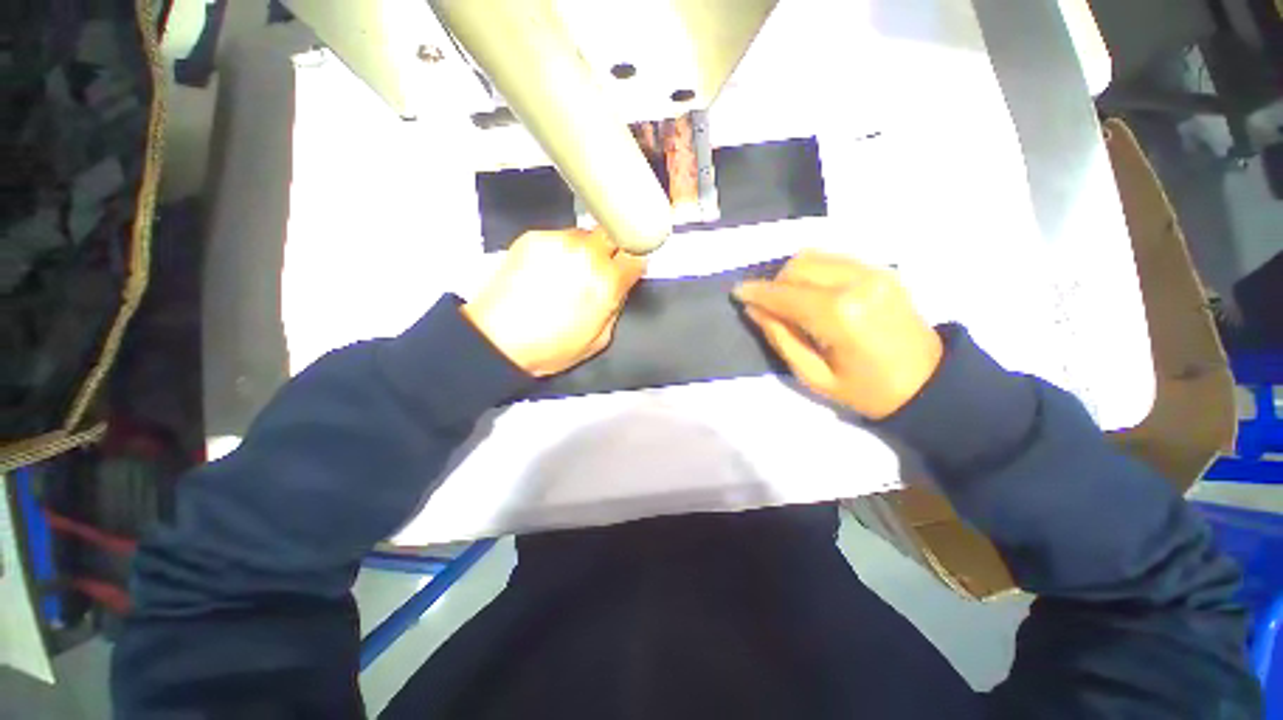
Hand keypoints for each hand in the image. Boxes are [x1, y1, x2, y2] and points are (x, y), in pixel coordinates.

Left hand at [463, 228, 646, 375]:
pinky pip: (558, 236)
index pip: (636, 254)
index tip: (629, 266)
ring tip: (569, 274)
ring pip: (586, 234)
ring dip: (585, 250)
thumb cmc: (546, 346)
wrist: (498, 340)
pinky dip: (559, 250)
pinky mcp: (534, 238)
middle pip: (614, 233)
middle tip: (602, 267)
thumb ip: (616, 307)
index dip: (635, 260)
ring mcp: (558, 243)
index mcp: (606, 283)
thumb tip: (620, 288)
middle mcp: (585, 256)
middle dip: (613, 248)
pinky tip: (548, 272)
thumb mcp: (599, 339)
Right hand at [734, 251, 942, 419]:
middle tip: (769, 307)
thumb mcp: (813, 375)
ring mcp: (873, 271)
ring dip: (793, 276)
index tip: (736, 292)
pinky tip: (814, 294)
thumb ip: (780, 337)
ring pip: (814, 256)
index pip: (785, 294)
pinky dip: (814, 272)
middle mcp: (856, 282)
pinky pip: (834, 259)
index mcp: (840, 315)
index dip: (756, 292)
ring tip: (791, 301)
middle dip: (775, 284)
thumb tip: (754, 309)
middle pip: (798, 265)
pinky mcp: (882, 269)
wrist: (930, 383)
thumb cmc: (866, 390)